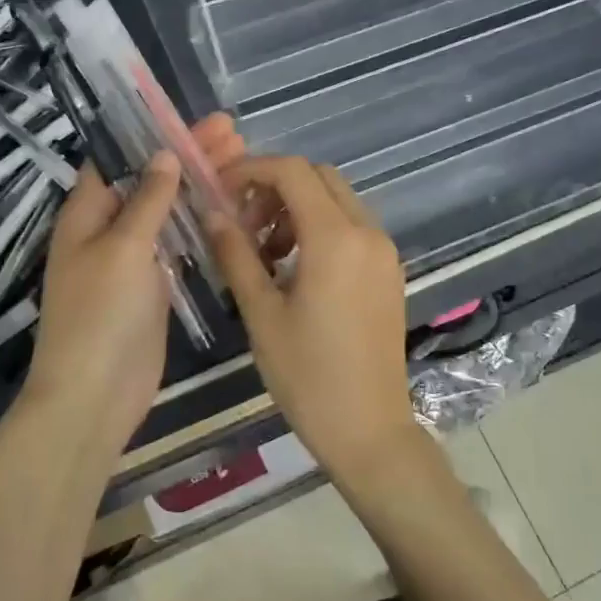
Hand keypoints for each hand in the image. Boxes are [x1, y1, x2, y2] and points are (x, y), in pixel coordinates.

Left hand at [23, 114, 244, 451]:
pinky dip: (201, 225)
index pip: (118, 157)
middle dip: (188, 156)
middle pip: (150, 181)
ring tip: (241, 162)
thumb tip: (164, 155)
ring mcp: (132, 258)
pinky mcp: (154, 285)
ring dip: (199, 187)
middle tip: (233, 133)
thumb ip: (147, 200)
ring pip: (168, 211)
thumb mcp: (123, 247)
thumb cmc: (100, 314)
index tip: (192, 116)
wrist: (95, 394)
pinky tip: (232, 210)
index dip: (152, 133)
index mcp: (86, 213)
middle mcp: (107, 229)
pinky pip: (178, 244)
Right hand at [205, 156, 416, 480]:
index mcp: (335, 239)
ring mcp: (384, 251)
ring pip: (336, 200)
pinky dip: (320, 227)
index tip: (220, 190)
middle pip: (318, 177)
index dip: (251, 170)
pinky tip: (295, 268)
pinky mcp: (389, 270)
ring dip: (297, 208)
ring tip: (265, 252)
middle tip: (243, 223)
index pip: (292, 172)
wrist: (370, 430)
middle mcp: (367, 232)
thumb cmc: (308, 376)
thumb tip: (212, 213)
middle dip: (275, 187)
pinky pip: (351, 226)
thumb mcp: (261, 313)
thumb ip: (236, 254)